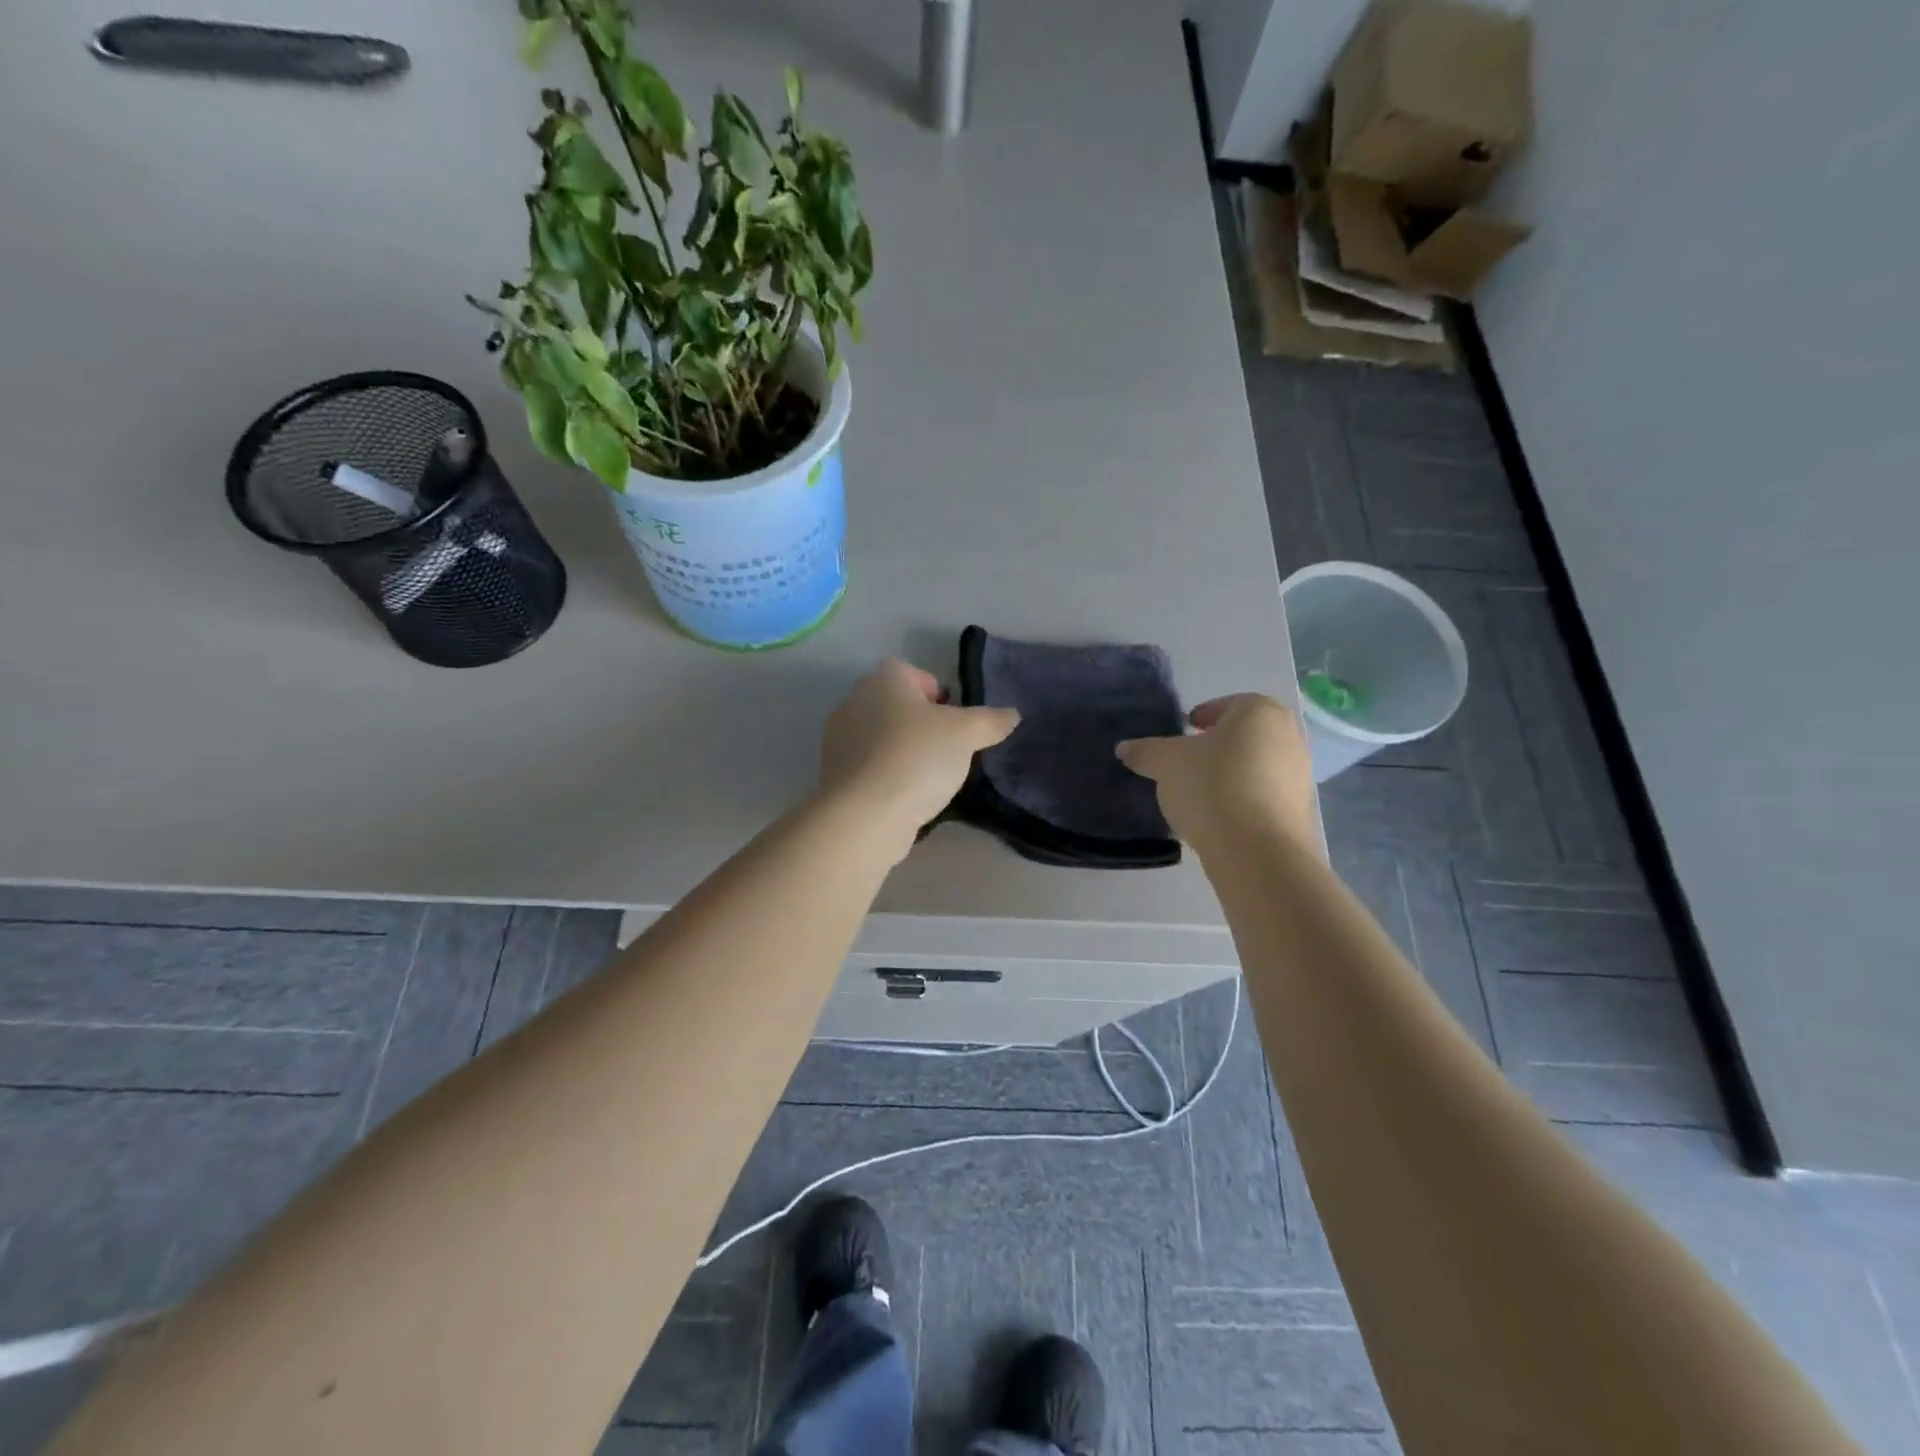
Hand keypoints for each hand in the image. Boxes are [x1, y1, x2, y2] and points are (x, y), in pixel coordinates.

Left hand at [819, 659, 1019, 853]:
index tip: (955, 721)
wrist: (865, 815)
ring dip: (907, 753)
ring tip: (933, 779)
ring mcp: (839, 741)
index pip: (911, 672)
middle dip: (924, 726)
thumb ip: (990, 721)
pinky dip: (890, 778)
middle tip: (950, 751)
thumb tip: (1011, 715)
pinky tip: (909, 799)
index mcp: (881, 680)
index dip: (937, 693)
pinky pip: (872, 768)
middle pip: (897, 706)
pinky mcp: (836, 776)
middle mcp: (853, 702)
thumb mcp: (966, 734)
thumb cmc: (916, 758)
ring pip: (883, 739)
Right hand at [1117, 694, 1316, 849]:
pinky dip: (1242, 800)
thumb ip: (1145, 751)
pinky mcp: (1300, 810)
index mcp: (1258, 711)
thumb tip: (1124, 748)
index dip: (1200, 717)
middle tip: (1187, 763)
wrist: (1258, 850)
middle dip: (1216, 747)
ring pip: (1255, 766)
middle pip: (1243, 736)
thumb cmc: (1211, 786)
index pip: (1226, 705)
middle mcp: (1287, 735)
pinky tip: (1218, 818)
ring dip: (1230, 774)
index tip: (1183, 733)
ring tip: (1199, 795)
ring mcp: (1299, 774)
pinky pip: (1263, 796)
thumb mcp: (1165, 763)